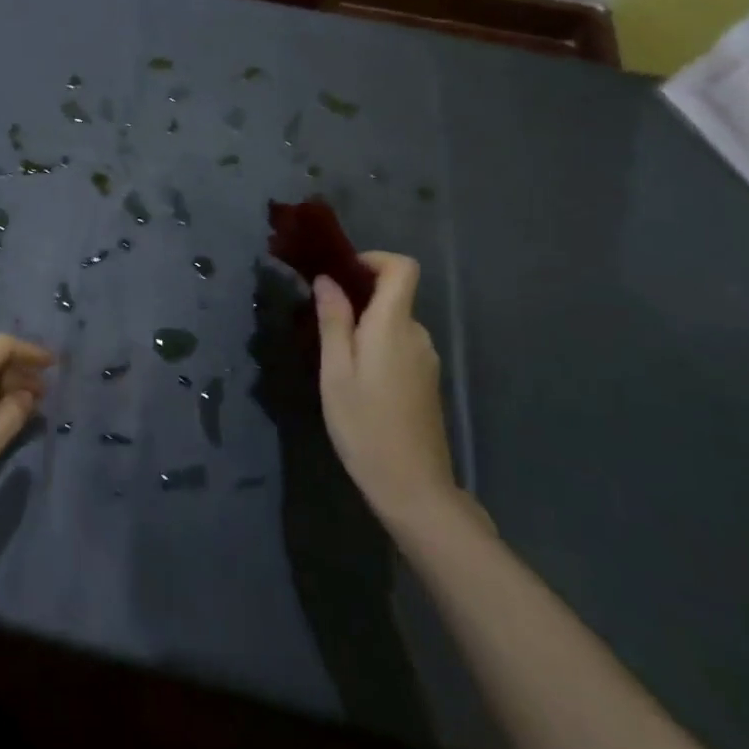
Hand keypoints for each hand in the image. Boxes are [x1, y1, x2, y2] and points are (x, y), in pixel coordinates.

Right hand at [313, 253, 462, 534]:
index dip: (373, 260)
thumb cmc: (365, 425)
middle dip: (358, 298)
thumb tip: (327, 280)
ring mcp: (426, 360)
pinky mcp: (426, 382)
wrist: (413, 489)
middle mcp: (417, 335)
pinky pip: (400, 346)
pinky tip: (356, 381)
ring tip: (333, 358)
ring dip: (365, 327)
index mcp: (394, 325)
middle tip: (321, 322)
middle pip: (394, 295)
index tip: (341, 275)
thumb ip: (333, 321)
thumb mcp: (335, 371)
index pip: (402, 268)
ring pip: (394, 324)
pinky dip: (377, 347)